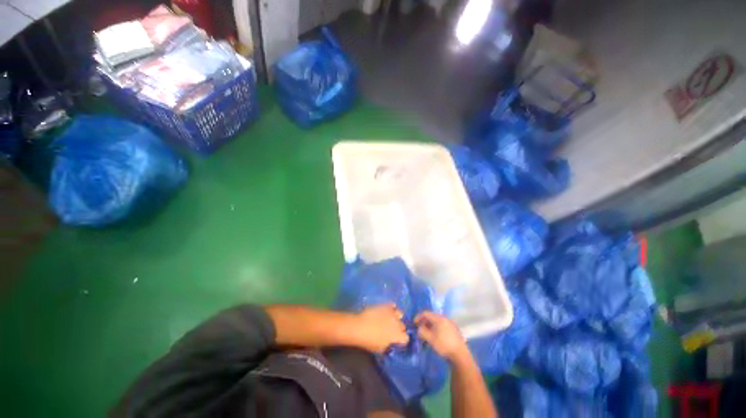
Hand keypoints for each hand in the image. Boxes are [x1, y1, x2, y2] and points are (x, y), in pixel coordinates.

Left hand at [354, 304, 408, 352]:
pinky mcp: (385, 306)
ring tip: (392, 319)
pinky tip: (388, 309)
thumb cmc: (369, 341)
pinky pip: (392, 305)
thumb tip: (390, 343)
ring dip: (397, 317)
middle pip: (403, 326)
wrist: (359, 327)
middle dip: (399, 328)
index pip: (406, 338)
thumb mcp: (380, 349)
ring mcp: (391, 313)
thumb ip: (388, 345)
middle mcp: (397, 324)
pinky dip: (391, 307)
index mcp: (397, 336)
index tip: (398, 340)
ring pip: (400, 313)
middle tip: (393, 330)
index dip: (402, 339)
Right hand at [415, 311, 467, 360]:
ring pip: (436, 323)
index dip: (418, 317)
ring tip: (426, 336)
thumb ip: (422, 331)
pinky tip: (434, 338)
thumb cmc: (444, 345)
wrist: (460, 355)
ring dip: (429, 327)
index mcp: (439, 318)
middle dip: (424, 323)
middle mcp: (445, 319)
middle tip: (419, 330)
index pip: (426, 313)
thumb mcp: (430, 339)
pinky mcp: (453, 331)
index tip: (414, 324)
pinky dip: (436, 330)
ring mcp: (450, 324)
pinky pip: (442, 327)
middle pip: (431, 317)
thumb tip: (419, 329)